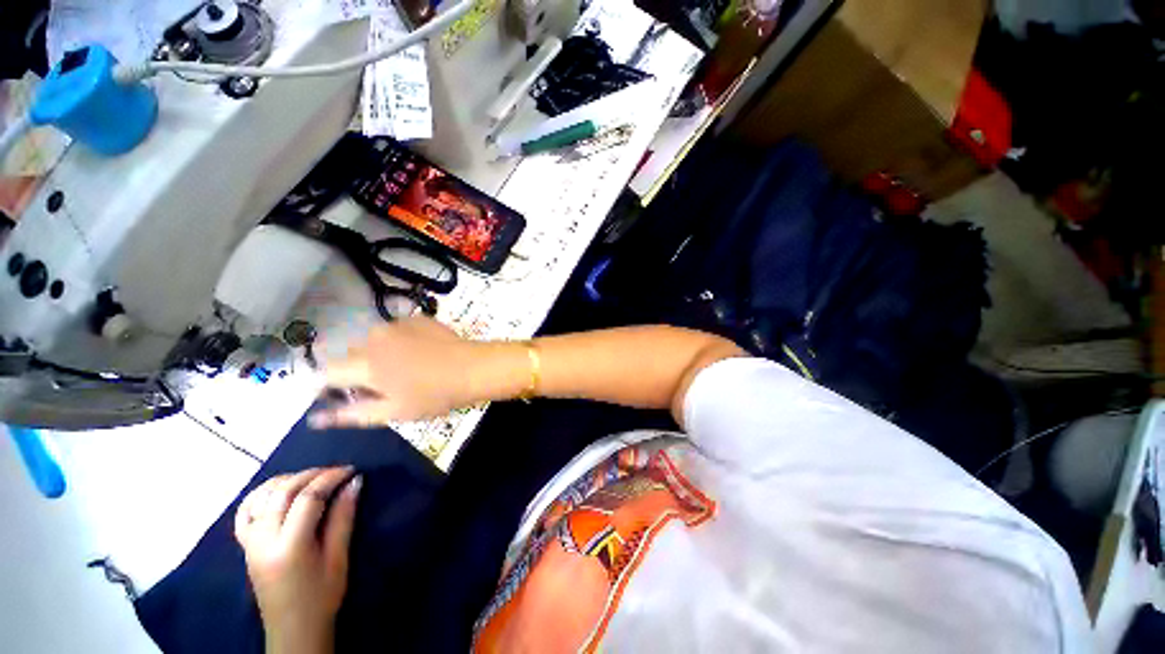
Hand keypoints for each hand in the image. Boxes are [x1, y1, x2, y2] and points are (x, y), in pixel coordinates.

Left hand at [235, 467, 360, 653]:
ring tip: (313, 478)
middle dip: (313, 474)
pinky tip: (279, 489)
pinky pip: (246, 511)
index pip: (308, 498)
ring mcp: (250, 542)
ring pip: (263, 496)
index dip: (331, 478)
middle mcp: (263, 540)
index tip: (352, 470)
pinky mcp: (245, 546)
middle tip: (337, 471)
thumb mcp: (339, 558)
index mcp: (289, 546)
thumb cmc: (322, 596)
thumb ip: (344, 518)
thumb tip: (354, 482)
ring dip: (289, 480)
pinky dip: (261, 493)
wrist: (293, 629)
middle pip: (284, 492)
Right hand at [309, 316, 523, 427]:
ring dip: (379, 354)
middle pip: (351, 355)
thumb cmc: (434, 394)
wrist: (473, 367)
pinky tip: (421, 352)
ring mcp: (396, 323)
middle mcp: (374, 337)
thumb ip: (351, 413)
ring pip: (373, 341)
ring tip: (406, 368)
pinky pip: (395, 330)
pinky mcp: (416, 317)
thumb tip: (316, 418)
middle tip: (384, 385)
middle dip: (358, 370)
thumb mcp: (393, 411)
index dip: (330, 386)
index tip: (343, 396)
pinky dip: (399, 341)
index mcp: (365, 363)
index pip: (327, 372)